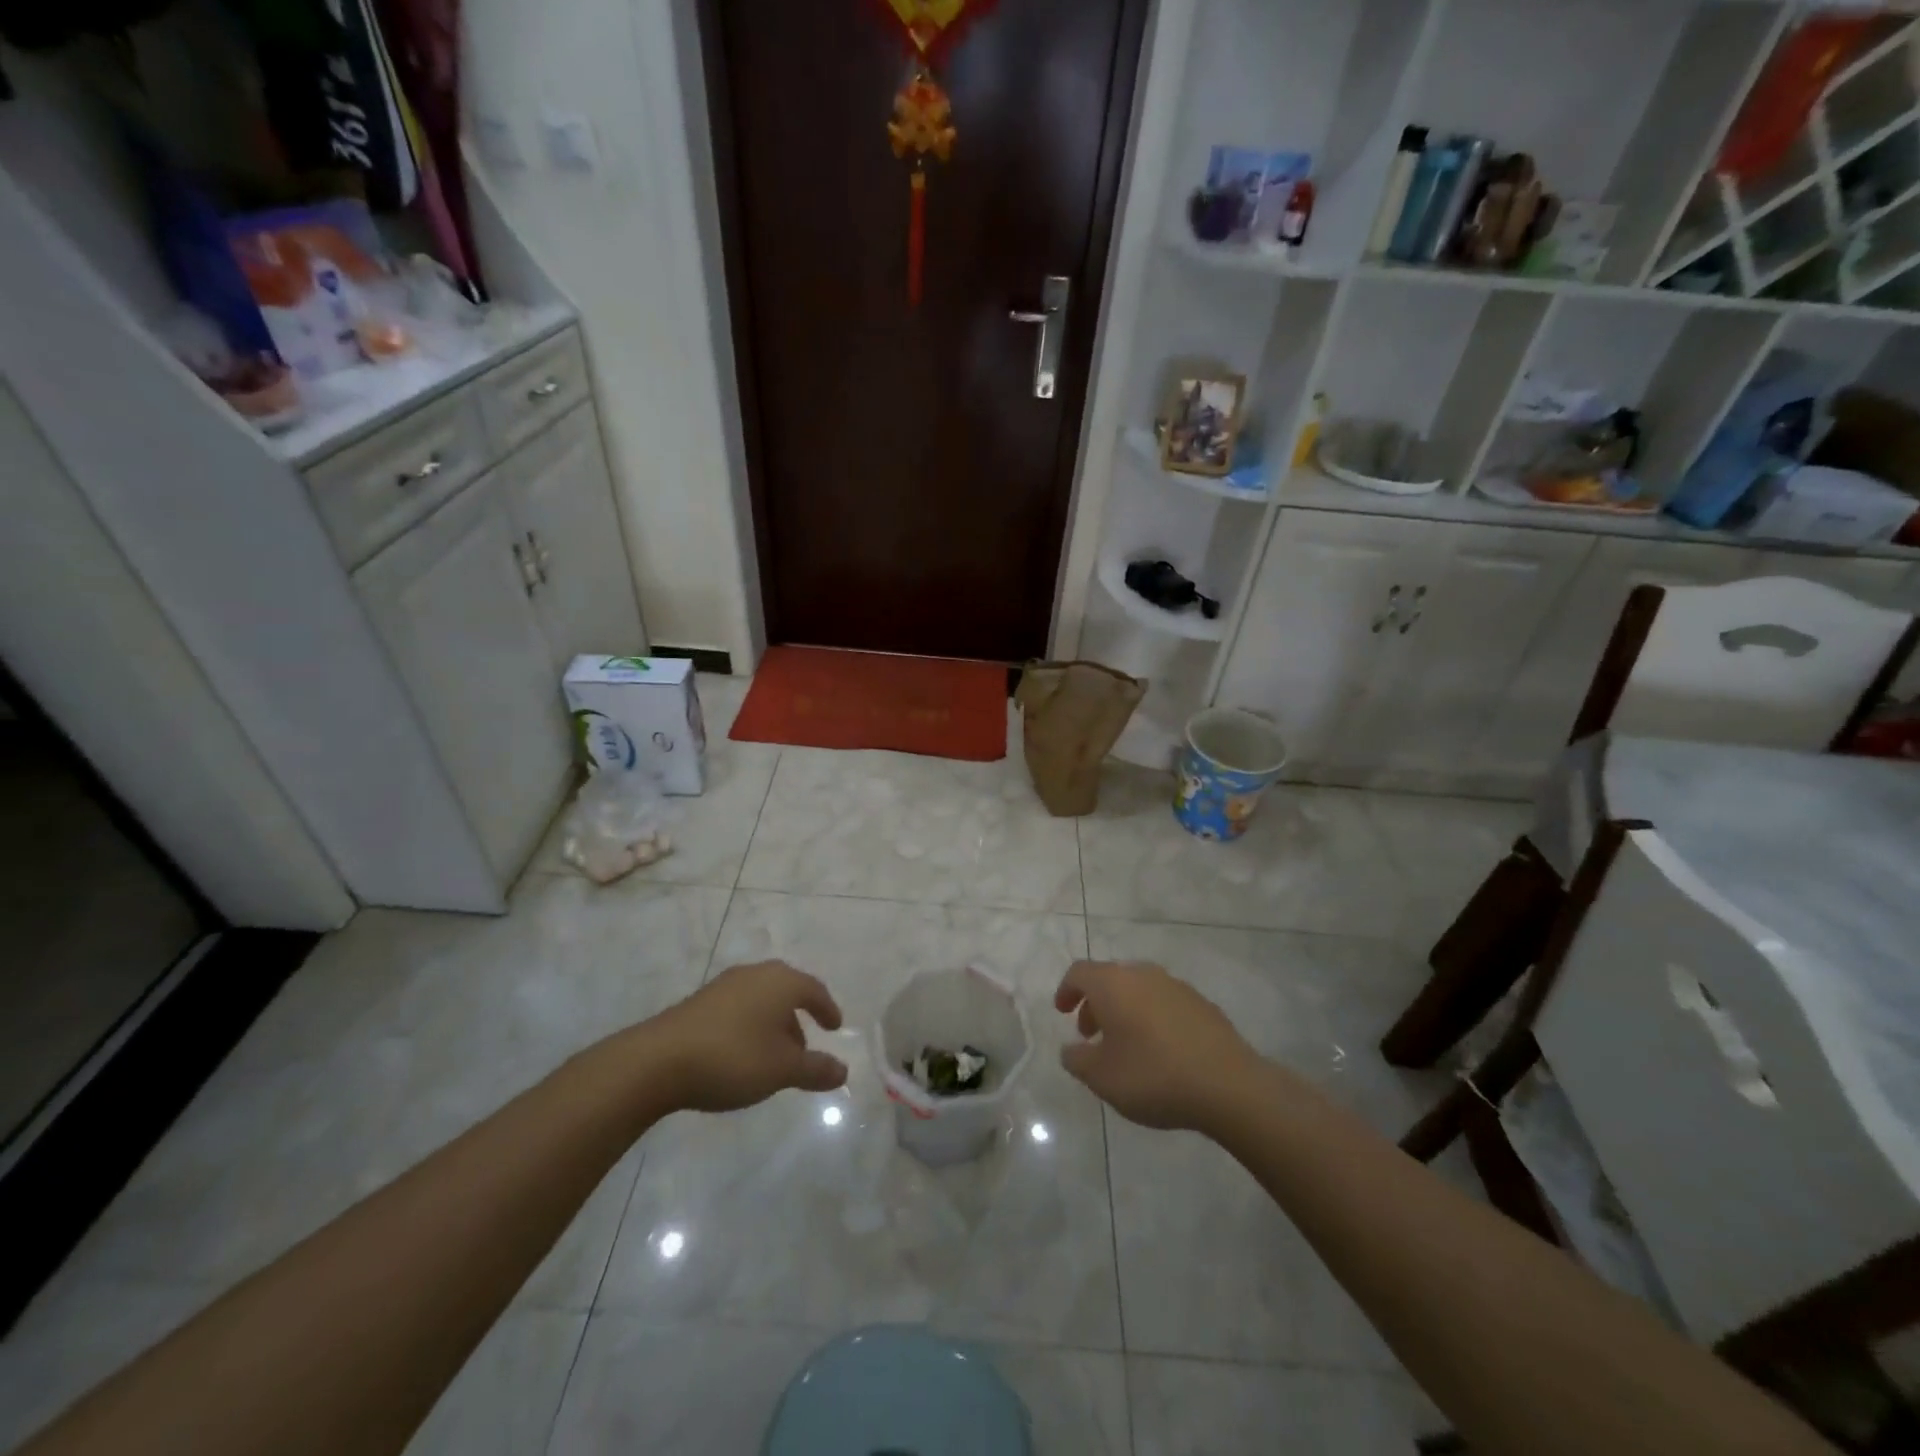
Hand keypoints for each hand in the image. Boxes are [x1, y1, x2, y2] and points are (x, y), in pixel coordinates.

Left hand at [645, 961, 848, 1112]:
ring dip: (772, 1024)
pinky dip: (749, 1026)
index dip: (827, 1009)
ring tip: (773, 1058)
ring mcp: (724, 985)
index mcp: (781, 982)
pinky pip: (738, 1009)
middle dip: (798, 1018)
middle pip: (786, 992)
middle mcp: (756, 974)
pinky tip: (742, 1055)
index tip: (835, 1027)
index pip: (814, 990)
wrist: (658, 1061)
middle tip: (805, 1046)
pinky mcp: (700, 1001)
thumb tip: (843, 1070)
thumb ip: (815, 1069)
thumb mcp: (782, 1070)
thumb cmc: (733, 1058)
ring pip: (761, 1000)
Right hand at [1054, 959, 1262, 1131]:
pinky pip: (1164, 1003)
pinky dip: (1152, 1018)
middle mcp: (1143, 975)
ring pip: (1139, 990)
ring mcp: (1176, 986)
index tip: (1062, 1012)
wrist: (1228, 1085)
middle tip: (1090, 1035)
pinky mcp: (1202, 1004)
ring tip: (1125, 1046)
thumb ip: (1077, 1060)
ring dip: (1124, 1011)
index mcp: (1113, 984)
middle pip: (1110, 979)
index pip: (1080, 972)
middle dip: (1095, 1004)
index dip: (1066, 990)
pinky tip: (1159, 1051)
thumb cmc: (1153, 1076)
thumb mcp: (1102, 1078)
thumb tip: (1070, 1049)